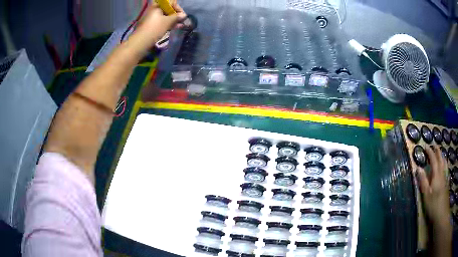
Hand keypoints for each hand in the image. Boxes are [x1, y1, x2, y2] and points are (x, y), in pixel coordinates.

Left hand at [130, 1, 186, 52]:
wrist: (141, 42)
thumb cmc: (155, 29)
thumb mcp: (168, 21)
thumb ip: (177, 17)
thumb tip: (184, 15)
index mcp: (157, 6)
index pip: (171, 3)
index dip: (178, 8)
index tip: (183, 16)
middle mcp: (154, 10)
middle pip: (168, 10)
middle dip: (176, 15)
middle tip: (182, 21)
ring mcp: (152, 18)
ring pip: (165, 17)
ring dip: (173, 21)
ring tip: (180, 26)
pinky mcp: (151, 25)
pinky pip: (161, 22)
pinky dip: (168, 24)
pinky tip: (173, 28)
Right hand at [417, 146, 451, 230]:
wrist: (442, 212)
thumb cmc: (433, 205)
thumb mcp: (426, 195)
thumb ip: (423, 182)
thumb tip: (418, 168)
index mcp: (436, 175)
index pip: (433, 160)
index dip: (429, 152)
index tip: (425, 146)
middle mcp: (442, 173)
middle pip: (440, 159)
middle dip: (437, 151)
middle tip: (434, 145)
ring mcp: (445, 177)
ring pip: (444, 162)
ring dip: (442, 156)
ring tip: (440, 152)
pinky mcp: (446, 182)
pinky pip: (446, 168)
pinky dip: (445, 163)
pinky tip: (445, 165)